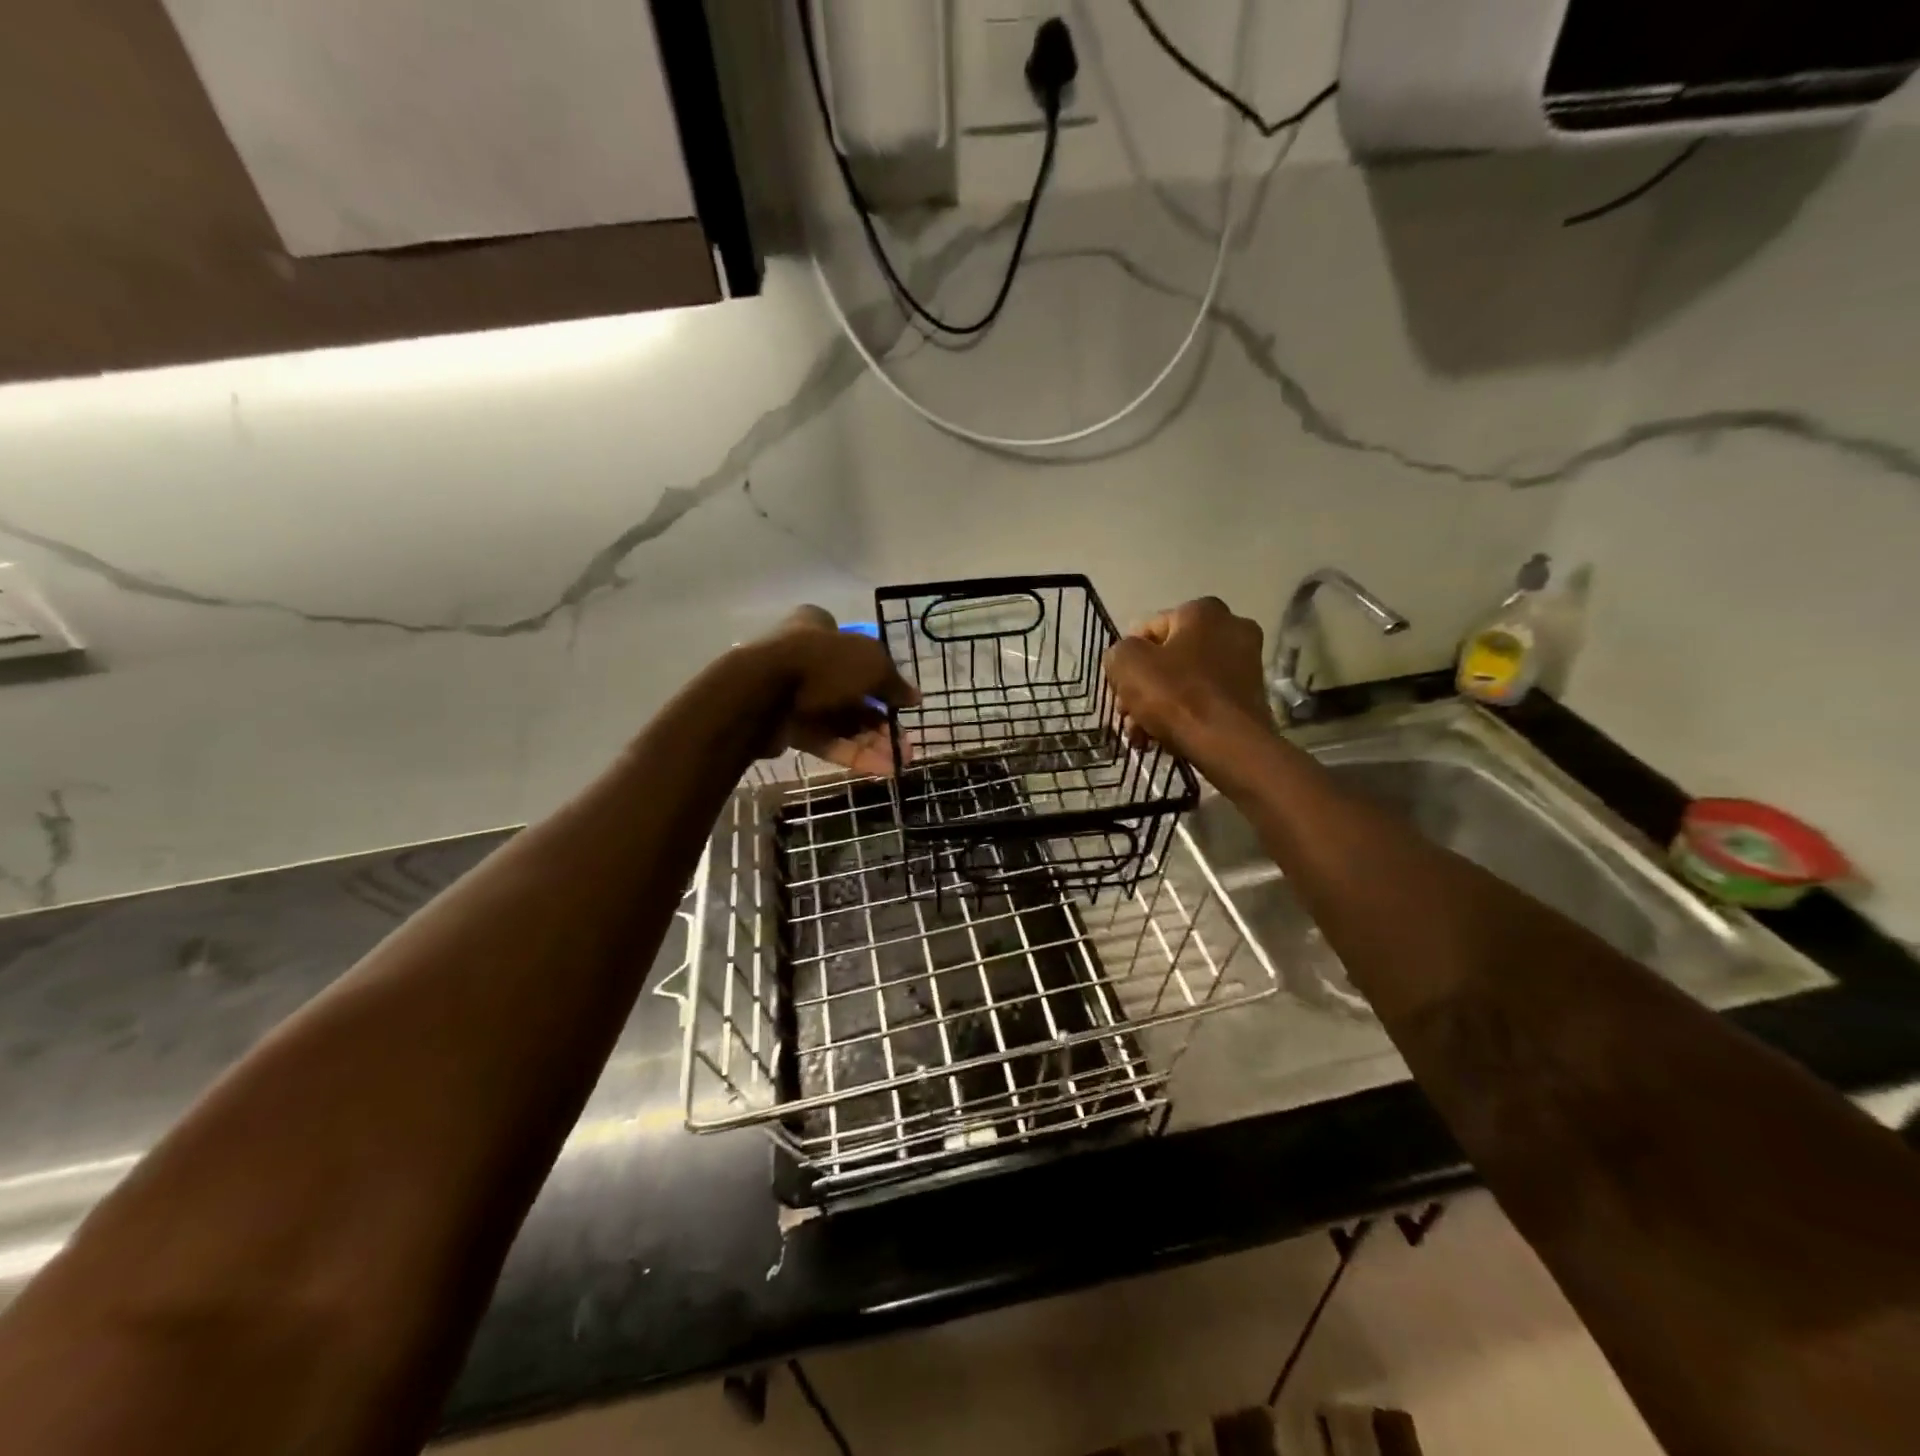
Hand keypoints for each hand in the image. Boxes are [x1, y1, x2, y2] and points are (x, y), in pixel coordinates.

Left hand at [746, 606, 918, 776]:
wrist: (760, 694)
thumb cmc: (821, 663)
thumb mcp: (872, 664)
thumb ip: (894, 682)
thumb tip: (914, 697)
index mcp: (819, 628)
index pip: (856, 646)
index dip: (881, 672)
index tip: (901, 698)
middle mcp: (806, 657)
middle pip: (853, 690)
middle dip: (882, 718)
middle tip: (905, 739)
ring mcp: (795, 694)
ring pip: (841, 720)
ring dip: (873, 740)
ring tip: (901, 760)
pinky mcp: (787, 727)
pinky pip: (826, 740)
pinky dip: (853, 753)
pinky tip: (882, 769)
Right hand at [1103, 597, 1275, 762]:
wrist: (1230, 746)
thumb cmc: (1177, 696)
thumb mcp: (1128, 664)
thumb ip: (1118, 652)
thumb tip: (1124, 658)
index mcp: (1203, 611)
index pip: (1147, 629)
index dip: (1125, 659)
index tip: (1118, 688)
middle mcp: (1231, 628)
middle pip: (1167, 658)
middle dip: (1142, 688)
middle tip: (1127, 716)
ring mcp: (1246, 664)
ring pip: (1184, 682)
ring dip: (1158, 706)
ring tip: (1141, 735)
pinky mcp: (1251, 697)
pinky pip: (1205, 700)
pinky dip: (1183, 716)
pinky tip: (1164, 739)